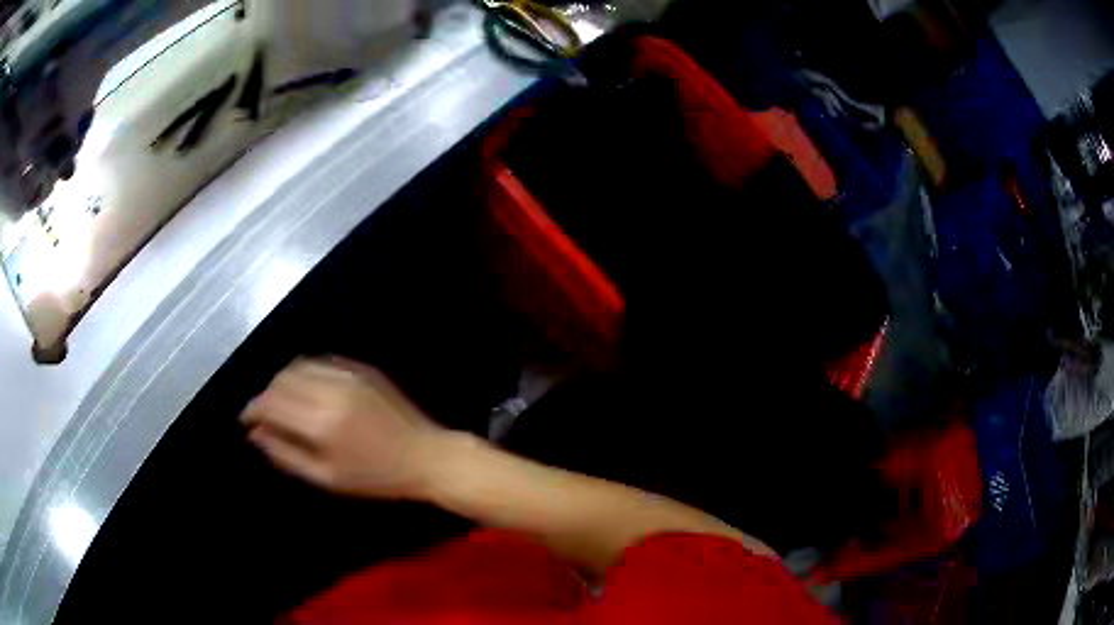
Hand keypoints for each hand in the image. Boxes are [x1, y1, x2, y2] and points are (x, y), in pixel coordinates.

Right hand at [241, 356, 445, 498]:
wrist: (425, 456)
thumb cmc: (375, 477)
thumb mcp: (326, 477)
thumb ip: (285, 454)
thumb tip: (255, 434)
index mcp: (320, 421)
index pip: (270, 403)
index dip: (252, 410)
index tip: (245, 420)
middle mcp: (330, 389)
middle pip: (281, 380)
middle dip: (265, 396)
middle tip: (263, 416)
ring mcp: (348, 374)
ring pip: (298, 366)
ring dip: (282, 382)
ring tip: (282, 404)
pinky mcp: (361, 369)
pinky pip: (321, 362)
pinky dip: (305, 373)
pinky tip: (306, 392)